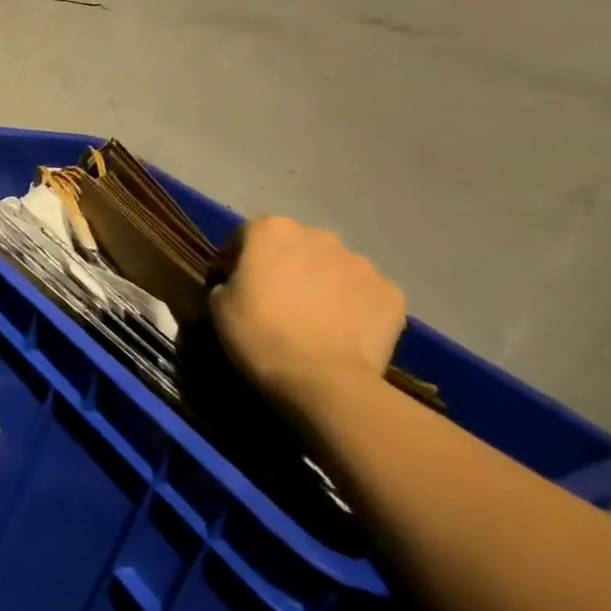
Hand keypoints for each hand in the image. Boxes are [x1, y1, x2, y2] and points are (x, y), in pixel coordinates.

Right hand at [209, 215, 404, 410]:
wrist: (322, 381)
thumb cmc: (259, 334)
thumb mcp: (218, 304)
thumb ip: (230, 280)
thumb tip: (241, 284)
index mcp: (272, 230)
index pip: (246, 235)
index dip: (236, 260)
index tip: (233, 286)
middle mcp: (319, 235)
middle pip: (295, 246)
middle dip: (285, 266)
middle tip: (276, 301)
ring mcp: (362, 263)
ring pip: (333, 267)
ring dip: (322, 283)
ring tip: (314, 318)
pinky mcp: (392, 293)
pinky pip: (365, 293)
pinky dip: (354, 305)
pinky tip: (343, 331)